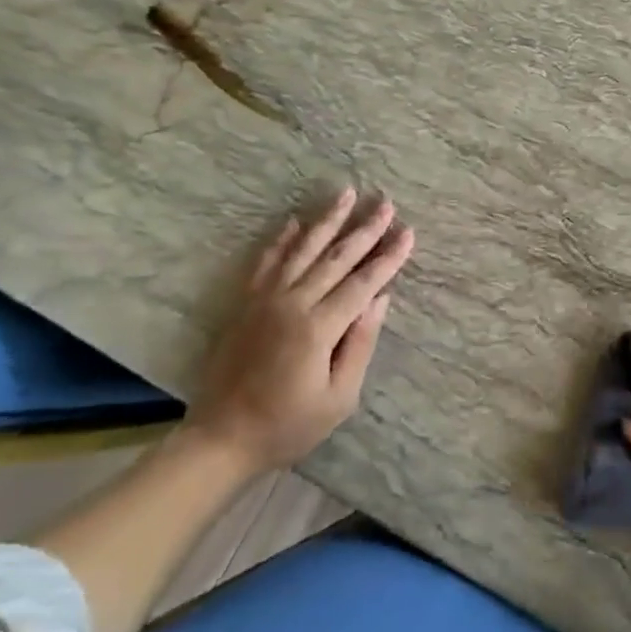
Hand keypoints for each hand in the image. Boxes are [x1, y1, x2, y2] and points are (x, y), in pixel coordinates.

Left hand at [183, 188, 414, 473]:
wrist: (222, 438)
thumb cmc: (288, 425)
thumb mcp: (339, 397)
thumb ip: (360, 344)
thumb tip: (380, 299)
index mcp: (318, 327)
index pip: (362, 283)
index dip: (388, 257)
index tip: (408, 233)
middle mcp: (292, 303)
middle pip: (335, 258)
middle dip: (364, 229)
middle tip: (385, 203)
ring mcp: (265, 300)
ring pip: (302, 250)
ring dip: (326, 220)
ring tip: (346, 193)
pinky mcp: (246, 304)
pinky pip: (266, 263)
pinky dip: (281, 240)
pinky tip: (293, 221)